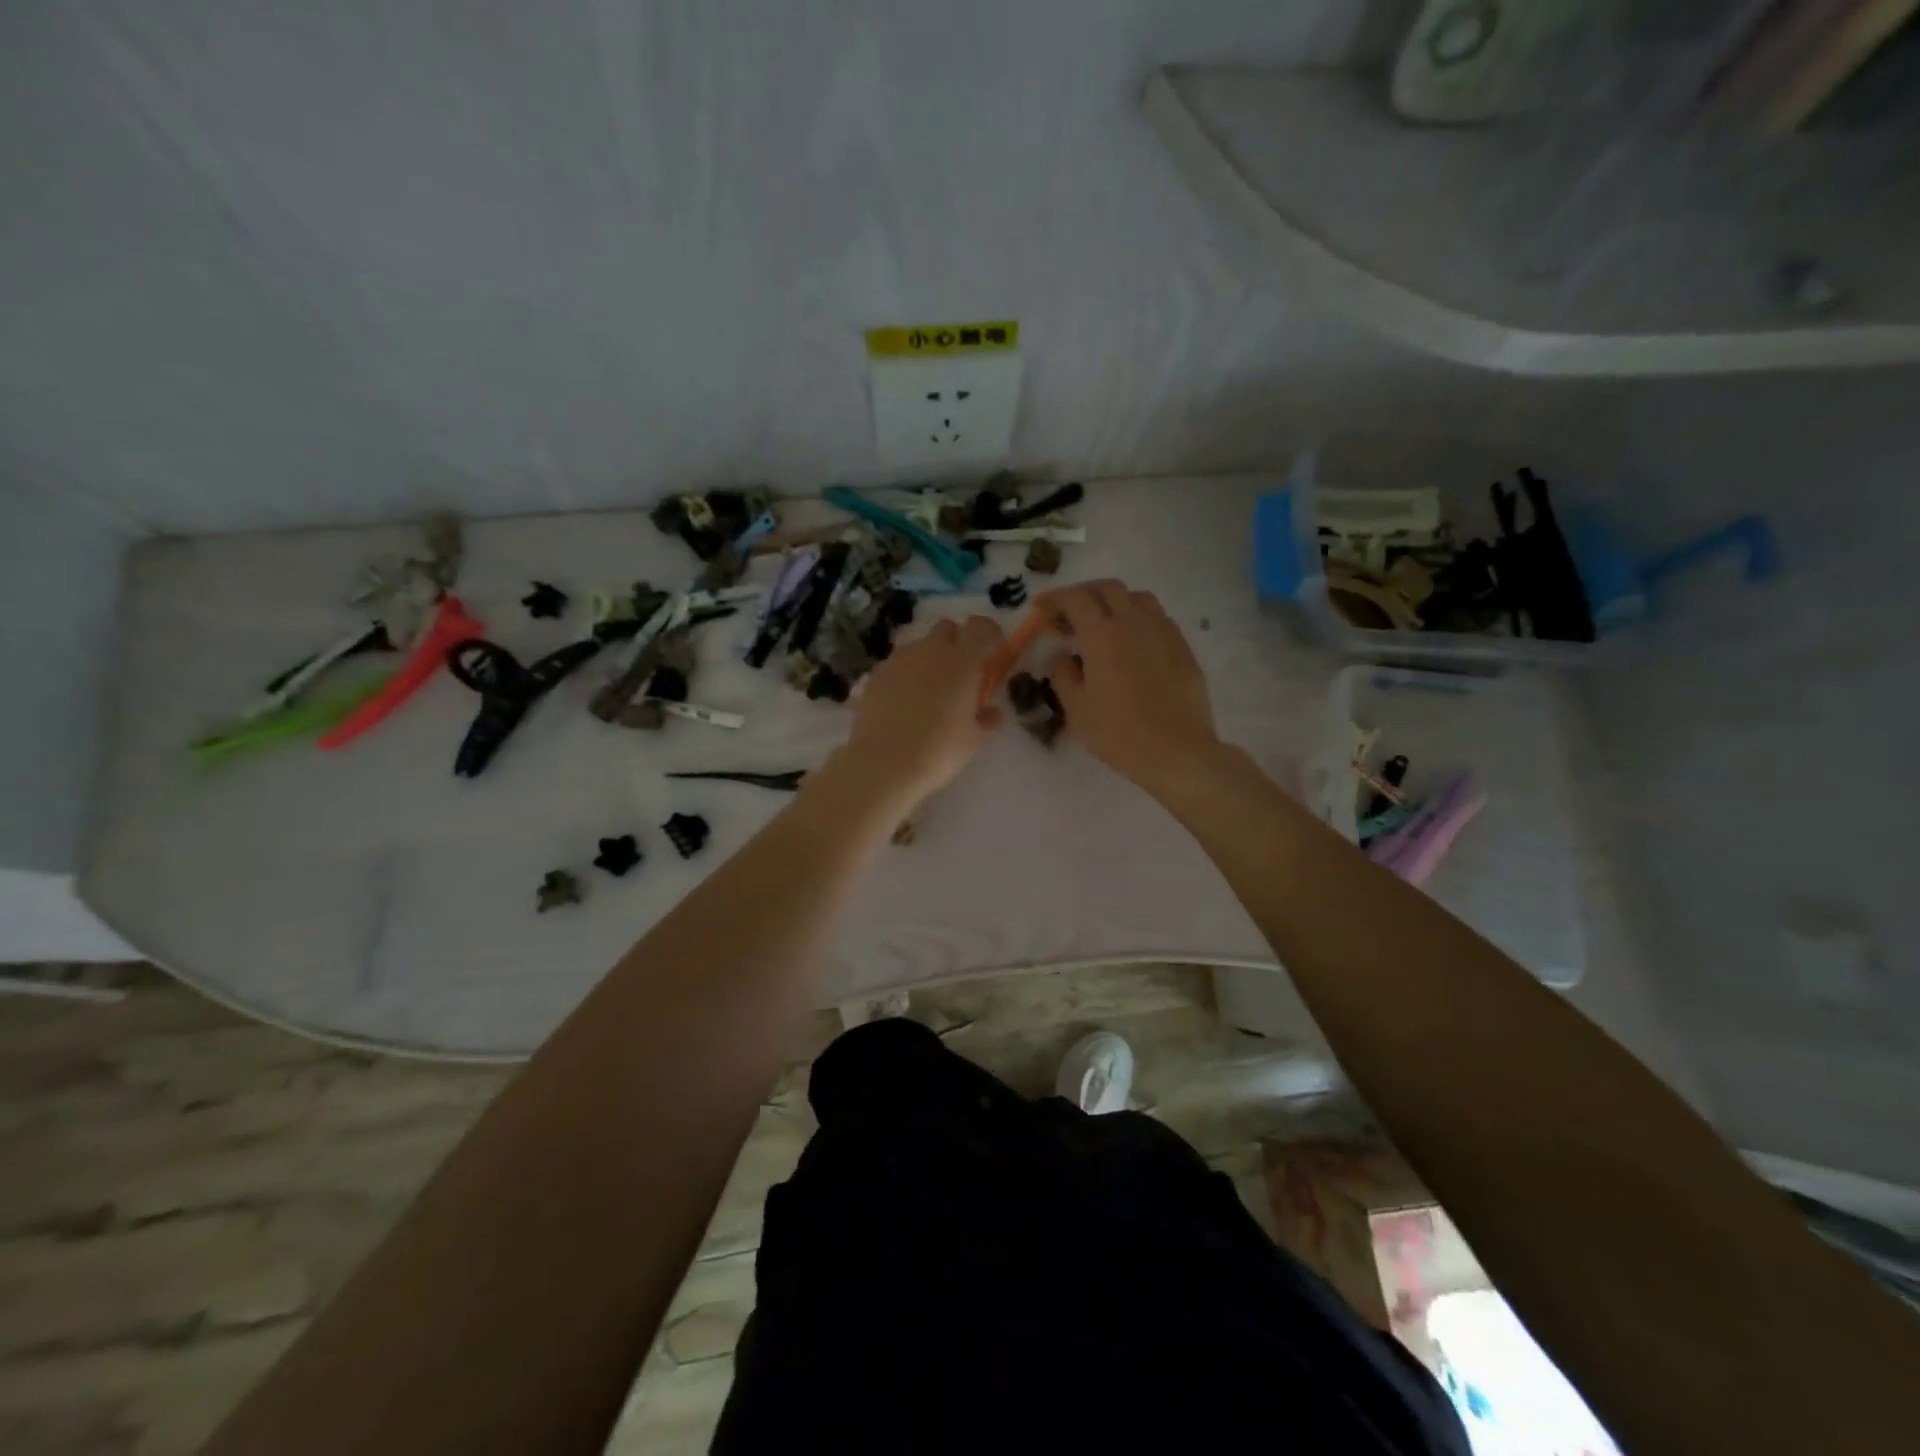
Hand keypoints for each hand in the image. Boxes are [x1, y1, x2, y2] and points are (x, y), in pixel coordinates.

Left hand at [840, 615, 1006, 807]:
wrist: (884, 762)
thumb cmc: (939, 750)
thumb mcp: (974, 740)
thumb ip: (988, 719)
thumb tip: (993, 712)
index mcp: (962, 661)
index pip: (980, 627)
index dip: (989, 633)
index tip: (994, 650)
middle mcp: (930, 651)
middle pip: (946, 628)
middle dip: (957, 642)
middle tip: (962, 671)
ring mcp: (899, 660)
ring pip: (919, 645)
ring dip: (929, 658)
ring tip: (930, 689)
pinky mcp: (876, 674)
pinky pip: (897, 664)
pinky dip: (906, 674)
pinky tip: (904, 701)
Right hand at [1041, 580, 1219, 798]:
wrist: (1177, 751)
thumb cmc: (1119, 734)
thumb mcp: (1077, 709)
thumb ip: (1063, 675)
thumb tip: (1064, 657)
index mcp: (1102, 634)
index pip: (1075, 599)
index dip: (1055, 599)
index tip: (1041, 608)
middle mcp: (1134, 622)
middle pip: (1108, 588)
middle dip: (1084, 594)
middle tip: (1069, 615)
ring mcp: (1163, 631)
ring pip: (1137, 597)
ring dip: (1114, 602)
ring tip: (1103, 625)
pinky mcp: (1182, 646)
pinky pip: (1157, 618)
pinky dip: (1137, 619)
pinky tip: (1132, 643)